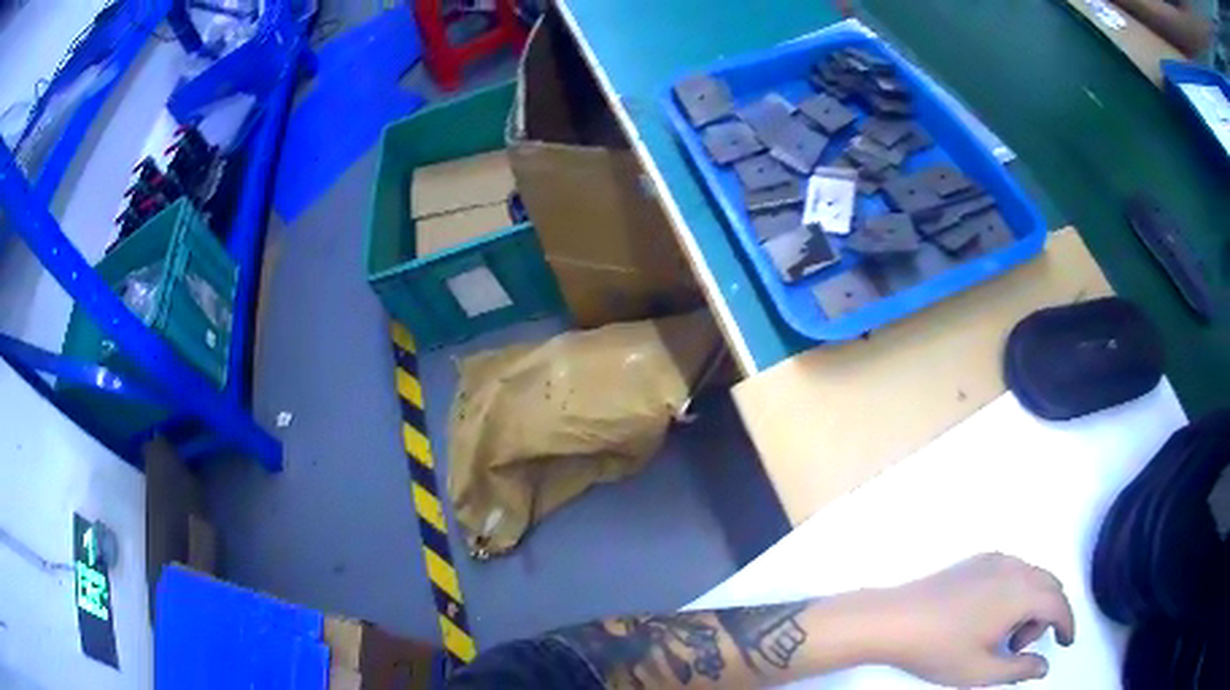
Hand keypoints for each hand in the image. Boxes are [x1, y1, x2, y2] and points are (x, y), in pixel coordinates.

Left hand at [870, 553, 1075, 686]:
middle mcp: (1014, 568)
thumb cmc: (939, 649)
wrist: (893, 619)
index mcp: (1021, 593)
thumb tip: (1045, 666)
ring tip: (1000, 636)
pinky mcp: (977, 560)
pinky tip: (990, 617)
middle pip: (1049, 587)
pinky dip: (1016, 591)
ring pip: (1032, 577)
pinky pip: (1013, 570)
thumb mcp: (981, 670)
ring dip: (1031, 604)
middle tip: (1019, 647)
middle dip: (1046, 617)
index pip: (1059, 604)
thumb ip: (1019, 669)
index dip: (1068, 624)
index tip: (1067, 643)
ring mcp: (995, 560)